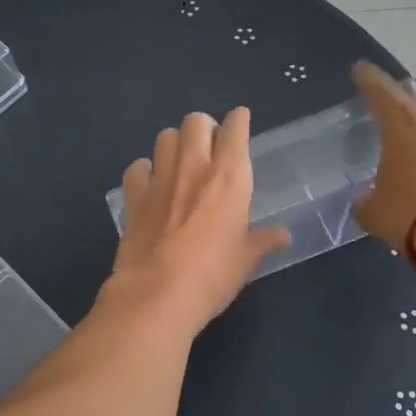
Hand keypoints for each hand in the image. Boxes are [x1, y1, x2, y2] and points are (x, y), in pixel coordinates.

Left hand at [107, 108, 290, 328]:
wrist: (157, 294)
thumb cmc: (212, 276)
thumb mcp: (245, 260)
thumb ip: (262, 241)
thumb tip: (282, 236)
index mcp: (230, 177)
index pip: (235, 129)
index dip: (238, 121)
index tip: (240, 122)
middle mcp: (194, 167)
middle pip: (195, 121)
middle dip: (204, 127)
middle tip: (210, 146)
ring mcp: (159, 179)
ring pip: (164, 135)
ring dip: (175, 143)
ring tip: (180, 161)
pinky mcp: (133, 196)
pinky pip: (138, 167)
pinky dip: (145, 170)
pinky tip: (151, 185)